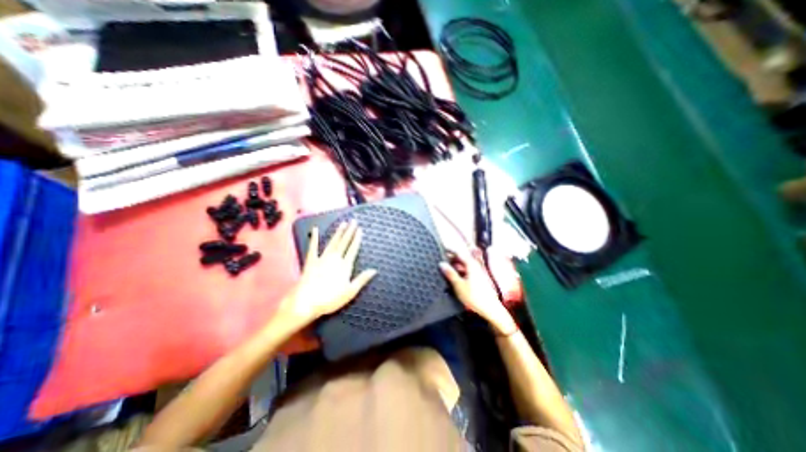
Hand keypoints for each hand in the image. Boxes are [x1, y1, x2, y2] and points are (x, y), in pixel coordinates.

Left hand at [278, 221, 378, 329]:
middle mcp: (334, 259)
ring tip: (343, 224)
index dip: (357, 239)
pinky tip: (315, 230)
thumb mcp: (350, 292)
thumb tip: (374, 270)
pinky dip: (314, 238)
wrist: (306, 302)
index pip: (353, 249)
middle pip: (344, 243)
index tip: (360, 230)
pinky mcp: (311, 261)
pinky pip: (313, 247)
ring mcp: (322, 258)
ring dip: (338, 232)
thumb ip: (362, 279)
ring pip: (332, 242)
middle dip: (349, 231)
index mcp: (345, 266)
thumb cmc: (330, 299)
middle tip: (353, 221)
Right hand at [439, 251, 515, 334]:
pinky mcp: (479, 279)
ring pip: (465, 265)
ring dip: (456, 266)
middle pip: (462, 258)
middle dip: (452, 259)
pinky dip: (461, 272)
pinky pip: (468, 271)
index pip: (459, 253)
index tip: (442, 251)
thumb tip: (441, 264)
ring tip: (447, 270)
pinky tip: (455, 278)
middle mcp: (476, 266)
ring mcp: (478, 273)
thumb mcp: (459, 285)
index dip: (450, 251)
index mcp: (471, 264)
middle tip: (442, 262)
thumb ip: (450, 273)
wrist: (491, 309)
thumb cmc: (474, 297)